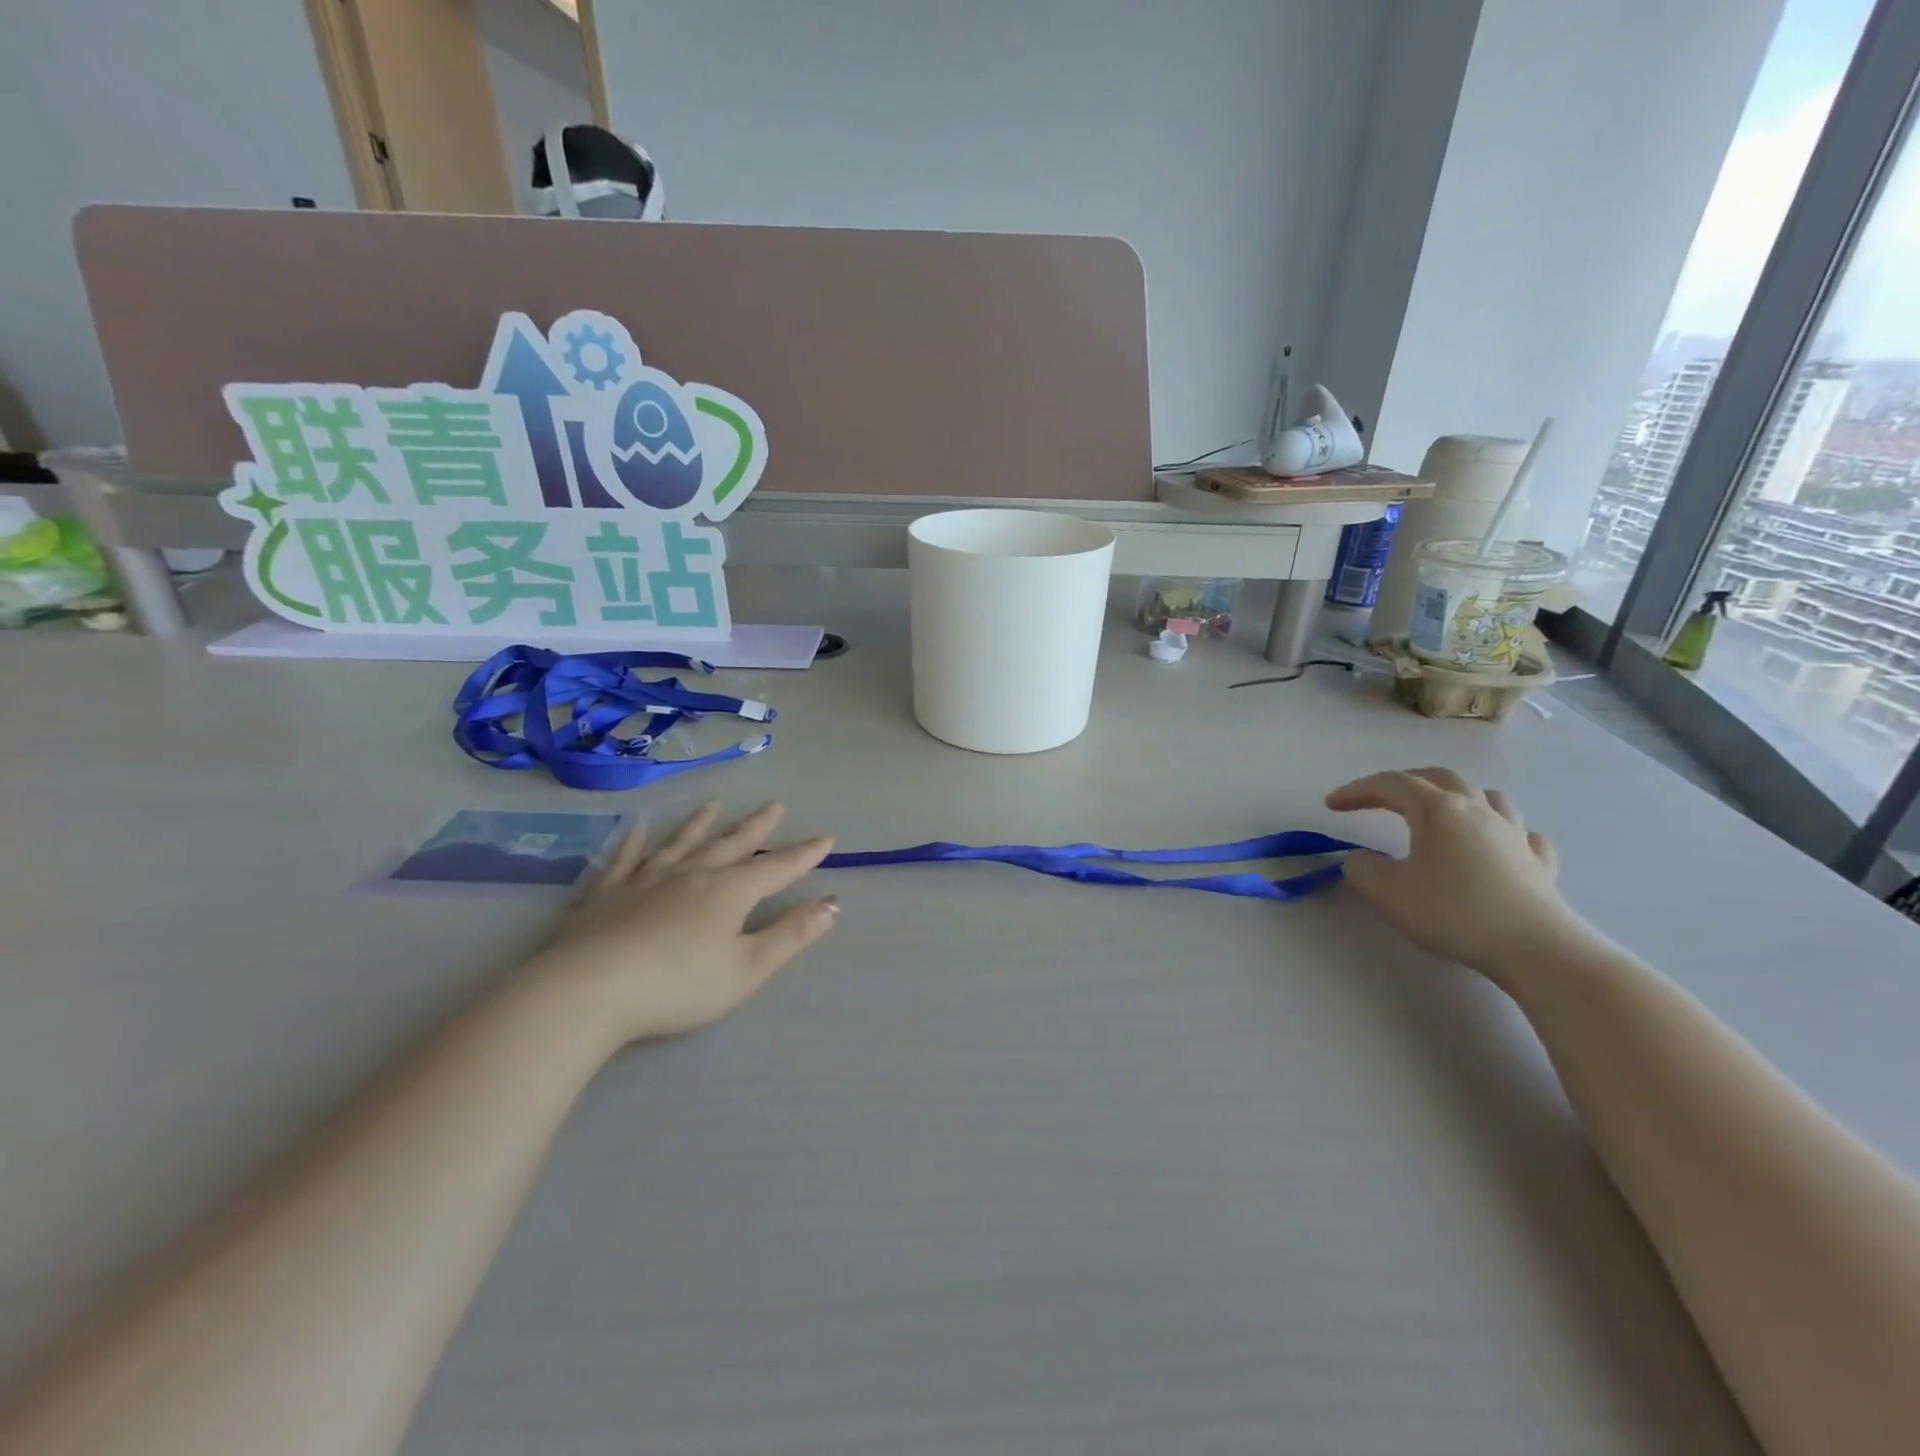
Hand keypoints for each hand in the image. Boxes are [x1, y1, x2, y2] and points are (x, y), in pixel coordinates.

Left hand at [526, 802, 836, 1045]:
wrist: (589, 990)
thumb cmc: (678, 986)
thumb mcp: (746, 969)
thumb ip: (791, 935)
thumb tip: (832, 905)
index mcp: (729, 892)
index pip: (777, 868)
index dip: (803, 855)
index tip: (826, 838)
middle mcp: (692, 874)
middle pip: (731, 845)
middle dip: (757, 827)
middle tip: (774, 805)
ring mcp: (646, 879)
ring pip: (681, 843)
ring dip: (700, 824)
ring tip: (713, 804)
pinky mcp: (606, 893)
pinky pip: (625, 859)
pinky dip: (634, 842)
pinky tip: (637, 827)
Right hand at [1326, 767, 1586, 977]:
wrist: (1535, 948)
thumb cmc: (1453, 912)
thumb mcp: (1386, 892)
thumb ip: (1362, 868)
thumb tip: (1363, 859)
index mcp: (1437, 809)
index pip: (1390, 784)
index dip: (1356, 790)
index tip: (1332, 805)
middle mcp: (1477, 810)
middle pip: (1439, 778)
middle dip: (1404, 782)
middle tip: (1380, 799)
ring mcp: (1515, 834)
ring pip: (1486, 797)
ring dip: (1457, 798)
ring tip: (1440, 814)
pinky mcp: (1540, 863)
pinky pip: (1521, 833)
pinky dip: (1501, 831)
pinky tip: (1494, 845)